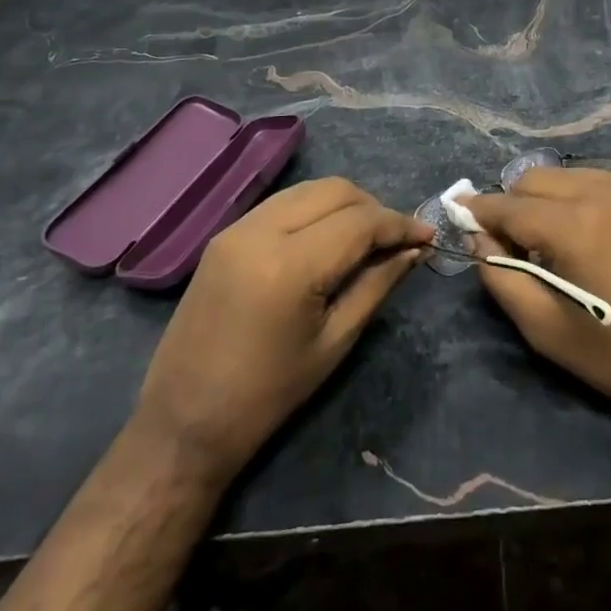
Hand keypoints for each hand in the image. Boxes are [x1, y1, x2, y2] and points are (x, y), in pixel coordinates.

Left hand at [133, 177, 431, 485]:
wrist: (183, 422)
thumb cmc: (267, 395)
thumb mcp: (334, 342)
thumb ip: (377, 284)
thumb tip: (414, 250)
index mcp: (290, 265)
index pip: (359, 221)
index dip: (399, 224)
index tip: (427, 236)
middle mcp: (261, 230)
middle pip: (335, 190)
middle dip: (374, 207)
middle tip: (396, 240)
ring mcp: (238, 226)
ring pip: (308, 189)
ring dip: (345, 204)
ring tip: (366, 238)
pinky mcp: (225, 233)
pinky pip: (283, 202)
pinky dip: (314, 209)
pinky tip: (328, 237)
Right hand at [465, 168, 610, 434]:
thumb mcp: (547, 331)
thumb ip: (502, 278)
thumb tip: (479, 238)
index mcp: (576, 226)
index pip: (510, 206)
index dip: (480, 210)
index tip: (459, 211)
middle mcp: (607, 193)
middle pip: (538, 178)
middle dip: (516, 203)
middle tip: (516, 242)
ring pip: (573, 176)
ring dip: (552, 199)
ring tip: (558, 239)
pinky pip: (609, 184)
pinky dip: (589, 201)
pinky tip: (598, 236)